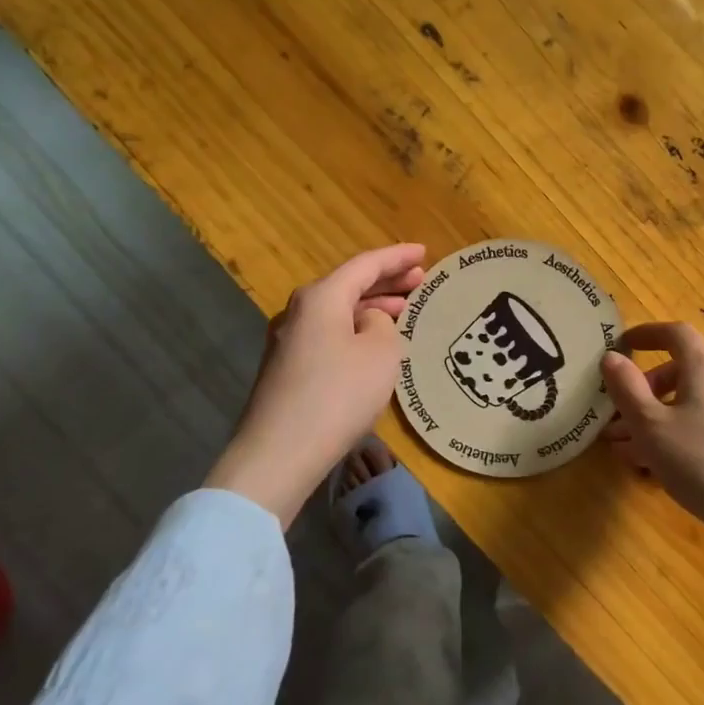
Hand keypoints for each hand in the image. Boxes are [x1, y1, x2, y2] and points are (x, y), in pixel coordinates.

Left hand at [205, 243, 425, 524]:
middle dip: (386, 280)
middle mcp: (299, 311)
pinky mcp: (286, 369)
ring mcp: (288, 341)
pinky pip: (329, 334)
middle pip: (348, 285)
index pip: (365, 264)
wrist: (279, 453)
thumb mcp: (380, 353)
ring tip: (403, 309)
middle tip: (419, 279)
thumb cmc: (338, 394)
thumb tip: (368, 322)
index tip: (424, 251)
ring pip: (338, 311)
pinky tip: (373, 343)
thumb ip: (382, 325)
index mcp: (321, 297)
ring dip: (371, 306)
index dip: (397, 256)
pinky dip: (355, 329)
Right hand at [601, 322, 703, 545]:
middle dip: (644, 390)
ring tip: (627, 450)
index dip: (647, 333)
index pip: (676, 333)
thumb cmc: (702, 462)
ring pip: (690, 404)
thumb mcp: (651, 427)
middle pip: (681, 372)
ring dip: (656, 418)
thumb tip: (611, 357)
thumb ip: (627, 389)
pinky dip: (677, 434)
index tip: (623, 344)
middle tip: (617, 417)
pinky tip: (659, 467)